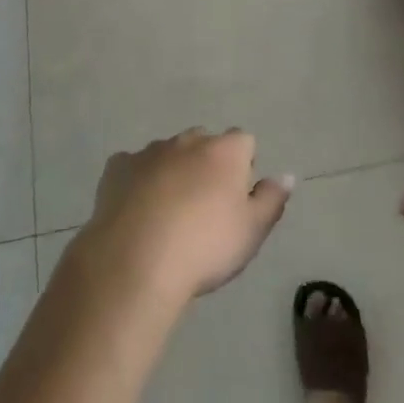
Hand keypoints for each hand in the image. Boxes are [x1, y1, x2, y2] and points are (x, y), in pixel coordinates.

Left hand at [77, 130, 293, 305]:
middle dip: (207, 165)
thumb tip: (285, 175)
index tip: (237, 199)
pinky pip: (133, 167)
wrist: (135, 261)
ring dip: (173, 172)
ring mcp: (149, 151)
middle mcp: (188, 141)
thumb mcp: (251, 231)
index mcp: (224, 151)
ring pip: (168, 153)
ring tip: (168, 214)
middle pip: (204, 143)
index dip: (244, 167)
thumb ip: (271, 199)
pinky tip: (136, 211)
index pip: (244, 142)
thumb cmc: (204, 247)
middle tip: (204, 208)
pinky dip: (138, 182)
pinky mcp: (117, 167)